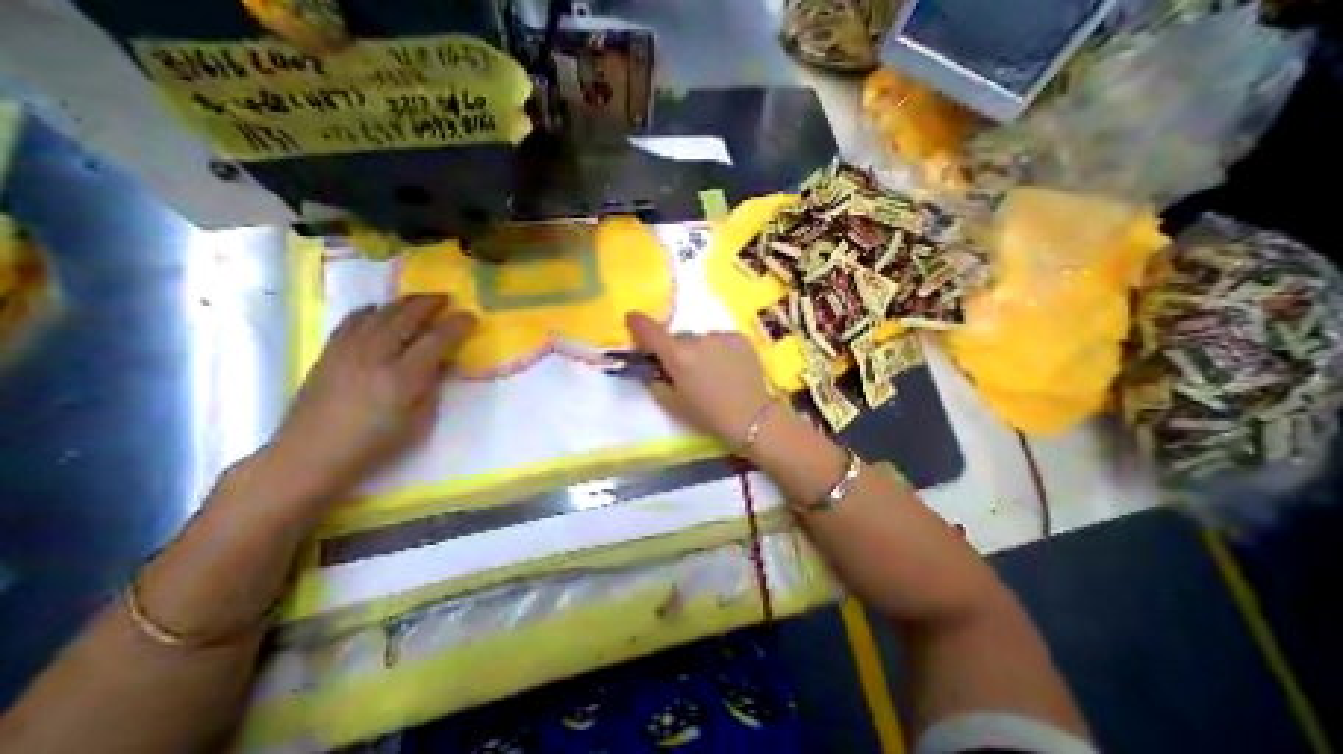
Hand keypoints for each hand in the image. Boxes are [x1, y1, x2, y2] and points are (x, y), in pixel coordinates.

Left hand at [261, 294, 476, 505]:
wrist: (309, 456)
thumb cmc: (374, 445)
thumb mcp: (418, 422)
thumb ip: (432, 387)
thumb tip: (441, 362)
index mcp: (402, 378)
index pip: (436, 340)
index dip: (456, 325)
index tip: (471, 316)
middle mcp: (375, 357)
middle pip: (405, 318)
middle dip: (429, 304)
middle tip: (446, 298)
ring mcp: (348, 352)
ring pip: (379, 314)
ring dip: (402, 303)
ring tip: (419, 300)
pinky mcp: (328, 353)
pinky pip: (351, 321)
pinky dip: (370, 311)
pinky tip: (378, 310)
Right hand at [625, 309, 769, 445]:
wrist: (753, 417)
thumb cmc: (709, 416)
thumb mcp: (673, 405)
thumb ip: (655, 382)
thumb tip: (651, 368)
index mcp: (678, 356)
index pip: (650, 331)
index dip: (637, 323)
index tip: (632, 319)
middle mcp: (698, 339)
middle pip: (678, 338)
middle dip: (676, 350)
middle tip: (686, 371)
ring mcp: (721, 336)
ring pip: (701, 340)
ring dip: (700, 351)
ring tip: (713, 373)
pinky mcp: (739, 337)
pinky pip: (720, 340)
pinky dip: (719, 350)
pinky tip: (729, 369)